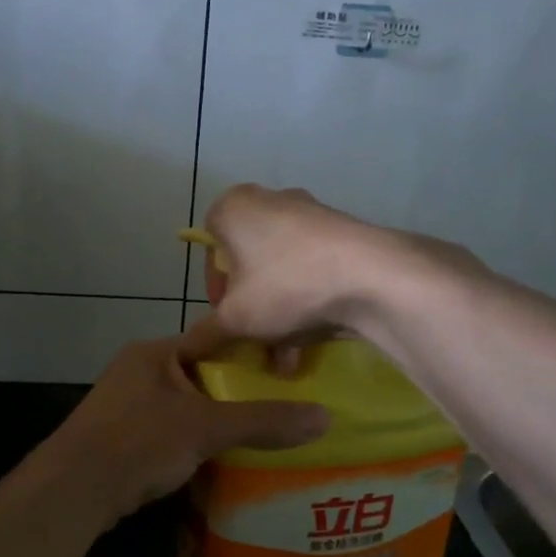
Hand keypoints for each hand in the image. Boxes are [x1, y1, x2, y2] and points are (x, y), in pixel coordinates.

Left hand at [29, 319, 329, 530]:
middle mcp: (139, 370)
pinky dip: (192, 441)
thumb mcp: (207, 428)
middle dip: (236, 391)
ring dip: (214, 419)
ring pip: (185, 405)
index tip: (287, 367)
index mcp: (156, 352)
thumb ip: (263, 421)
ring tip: (260, 433)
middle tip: (281, 405)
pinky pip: (168, 430)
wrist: (73, 490)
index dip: (250, 351)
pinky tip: (218, 459)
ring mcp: (126, 404)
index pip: (213, 339)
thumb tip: (325, 417)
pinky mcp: (121, 436)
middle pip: (201, 374)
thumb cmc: (139, 442)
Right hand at [199, 184, 389, 343]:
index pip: (209, 248)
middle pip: (249, 261)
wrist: (372, 276)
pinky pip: (312, 268)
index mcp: (234, 207)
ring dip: (279, 313)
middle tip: (257, 337)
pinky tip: (313, 339)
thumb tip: (183, 354)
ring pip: (282, 269)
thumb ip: (205, 335)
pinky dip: (307, 300)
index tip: (227, 317)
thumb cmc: (285, 286)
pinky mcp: (343, 231)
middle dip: (251, 306)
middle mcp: (270, 200)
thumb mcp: (236, 319)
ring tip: (287, 356)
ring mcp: (311, 213)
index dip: (215, 290)